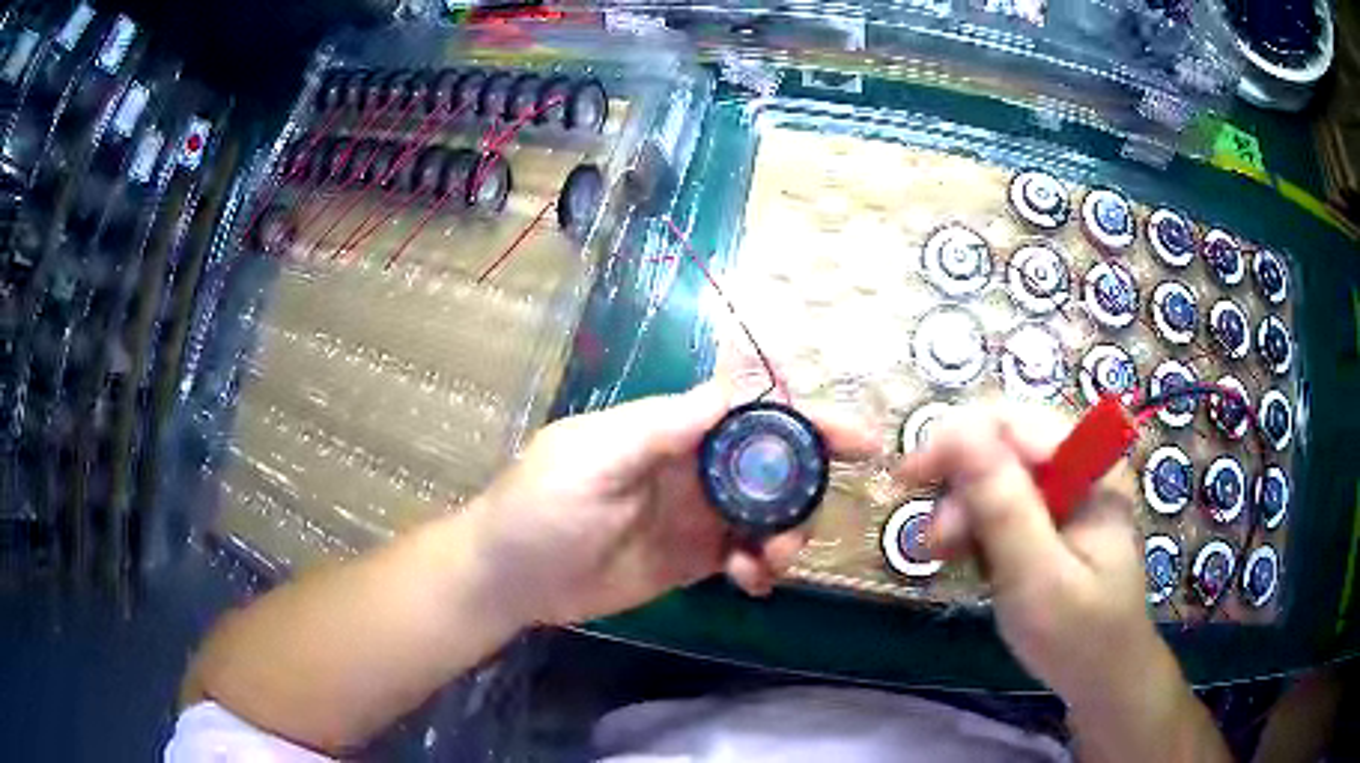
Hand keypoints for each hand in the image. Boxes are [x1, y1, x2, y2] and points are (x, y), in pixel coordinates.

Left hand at [467, 382, 878, 626]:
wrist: (509, 578)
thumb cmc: (539, 507)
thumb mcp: (592, 456)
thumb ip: (665, 425)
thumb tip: (740, 384)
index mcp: (672, 430)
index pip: (752, 412)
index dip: (805, 419)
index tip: (854, 440)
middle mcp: (694, 467)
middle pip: (773, 465)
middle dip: (804, 489)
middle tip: (801, 528)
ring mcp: (697, 515)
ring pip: (768, 513)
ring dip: (786, 535)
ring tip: (768, 563)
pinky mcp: (694, 558)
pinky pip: (748, 554)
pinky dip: (763, 565)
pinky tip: (750, 581)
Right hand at [895, 401, 1150, 700]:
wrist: (1103, 677)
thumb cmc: (1078, 635)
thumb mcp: (1039, 578)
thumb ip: (1004, 507)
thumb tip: (959, 433)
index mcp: (1091, 466)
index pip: (1014, 421)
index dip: (956, 438)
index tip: (907, 478)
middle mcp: (1080, 463)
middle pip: (1002, 442)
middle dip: (960, 484)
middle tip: (936, 542)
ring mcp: (1066, 489)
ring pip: (995, 472)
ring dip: (963, 508)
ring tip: (947, 555)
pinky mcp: (1052, 515)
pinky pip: (1002, 500)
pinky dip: (976, 525)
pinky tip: (968, 556)